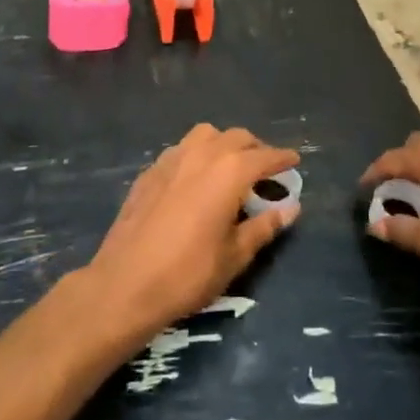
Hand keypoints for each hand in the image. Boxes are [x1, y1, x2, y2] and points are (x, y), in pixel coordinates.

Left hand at [86, 125, 299, 342]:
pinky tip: (195, 179)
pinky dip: (196, 155)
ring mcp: (172, 159)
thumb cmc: (188, 273)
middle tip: (264, 169)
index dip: (282, 158)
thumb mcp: (235, 256)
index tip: (295, 160)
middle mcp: (202, 155)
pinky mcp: (149, 172)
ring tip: (229, 167)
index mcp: (229, 172)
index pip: (265, 156)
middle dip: (255, 148)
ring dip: (223, 144)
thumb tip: (291, 208)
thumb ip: (264, 226)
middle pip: (237, 137)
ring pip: (206, 135)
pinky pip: (181, 150)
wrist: (125, 284)